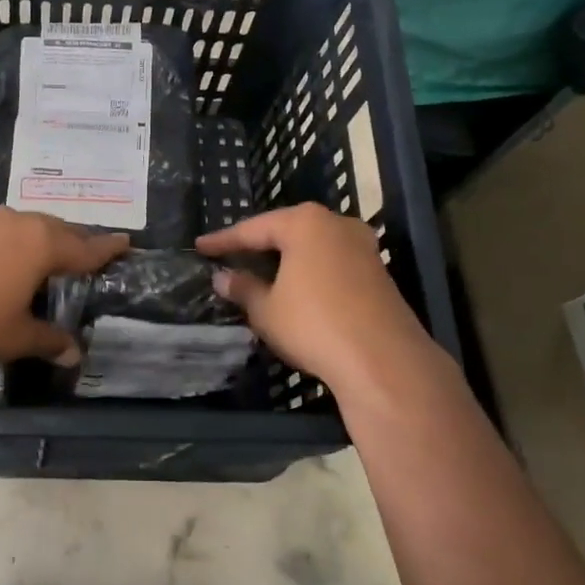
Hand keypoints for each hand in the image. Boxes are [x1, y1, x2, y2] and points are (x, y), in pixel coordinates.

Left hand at [0, 208, 127, 366]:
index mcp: (42, 245)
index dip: (107, 249)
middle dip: (78, 240)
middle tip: (93, 251)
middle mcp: (20, 225)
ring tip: (57, 253)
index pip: (85, 248)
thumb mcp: (16, 336)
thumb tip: (74, 354)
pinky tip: (14, 258)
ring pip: (32, 226)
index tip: (127, 242)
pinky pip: (7, 231)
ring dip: (48, 238)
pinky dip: (21, 242)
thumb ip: (49, 341)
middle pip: (60, 230)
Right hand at [197, 204, 452, 401]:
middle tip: (230, 255)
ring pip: (312, 246)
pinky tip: (295, 288)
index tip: (200, 246)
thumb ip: (243, 288)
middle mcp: (337, 225)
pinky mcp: (378, 272)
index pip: (253, 228)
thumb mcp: (266, 309)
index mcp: (305, 223)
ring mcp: (362, 247)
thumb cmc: (313, 324)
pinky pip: (331, 262)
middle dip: (258, 244)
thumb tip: (223, 277)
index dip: (224, 240)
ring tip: (260, 270)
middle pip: (287, 230)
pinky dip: (308, 271)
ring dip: (286, 258)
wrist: (383, 360)